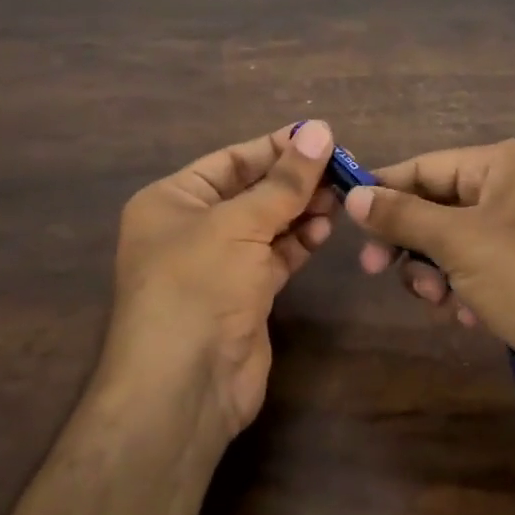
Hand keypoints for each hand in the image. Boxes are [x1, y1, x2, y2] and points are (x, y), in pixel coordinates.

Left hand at [105, 121, 338, 445]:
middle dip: (294, 179)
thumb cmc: (198, 285)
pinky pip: (276, 255)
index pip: (230, 160)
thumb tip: (320, 130)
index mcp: (171, 200)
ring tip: (340, 195)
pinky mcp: (244, 295)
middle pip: (250, 191)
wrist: (184, 385)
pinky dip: (300, 240)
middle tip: (342, 166)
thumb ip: (284, 181)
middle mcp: (191, 228)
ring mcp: (218, 264)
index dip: (275, 147)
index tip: (322, 135)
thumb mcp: (239, 223)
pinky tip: (325, 227)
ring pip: (267, 224)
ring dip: (301, 209)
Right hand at [344, 139, 514, 421]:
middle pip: (438, 207)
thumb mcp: (460, 242)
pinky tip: (471, 317)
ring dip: (436, 273)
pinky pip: (478, 273)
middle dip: (411, 242)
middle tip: (375, 270)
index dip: (385, 189)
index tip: (345, 216)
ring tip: (439, 300)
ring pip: (453, 245)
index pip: (428, 166)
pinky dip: (465, 292)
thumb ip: (403, 216)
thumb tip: (354, 194)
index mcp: (509, 164)